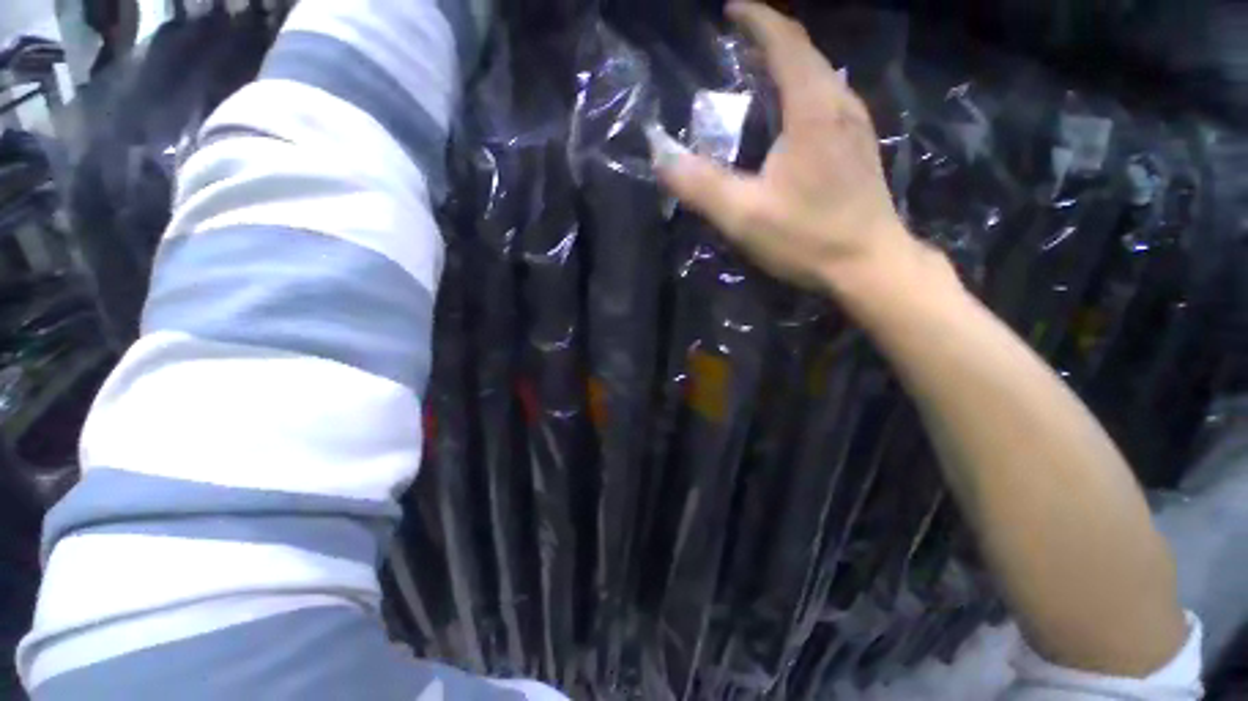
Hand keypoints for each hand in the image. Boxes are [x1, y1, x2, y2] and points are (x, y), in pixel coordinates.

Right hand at [650, 1, 923, 295]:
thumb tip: (661, 155)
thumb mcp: (743, 215)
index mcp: (812, 110)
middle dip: (770, 40)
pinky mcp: (859, 149)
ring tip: (758, 75)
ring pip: (820, 77)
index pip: (786, 43)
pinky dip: (802, 92)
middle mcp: (840, 105)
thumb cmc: (807, 238)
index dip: (757, 19)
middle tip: (737, 45)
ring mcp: (856, 127)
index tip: (731, 10)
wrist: (869, 265)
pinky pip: (828, 102)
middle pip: (806, 54)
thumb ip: (700, 185)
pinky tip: (788, 117)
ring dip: (788, 66)